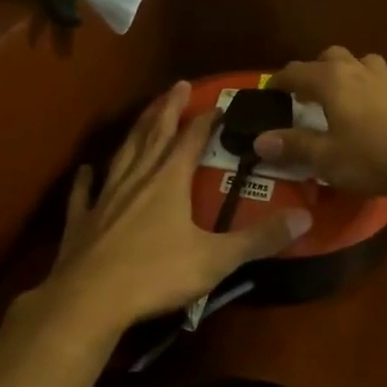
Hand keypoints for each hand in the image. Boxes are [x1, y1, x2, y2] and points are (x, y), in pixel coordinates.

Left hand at [39, 80, 311, 334]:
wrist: (89, 300)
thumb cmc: (156, 275)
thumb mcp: (216, 259)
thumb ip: (259, 239)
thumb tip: (305, 218)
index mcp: (169, 182)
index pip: (191, 140)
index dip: (206, 120)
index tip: (218, 103)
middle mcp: (137, 179)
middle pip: (154, 134)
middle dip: (167, 109)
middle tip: (177, 85)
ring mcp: (105, 198)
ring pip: (123, 154)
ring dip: (135, 131)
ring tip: (144, 115)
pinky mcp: (81, 221)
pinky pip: (84, 193)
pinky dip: (86, 179)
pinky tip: (86, 170)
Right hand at [255, 47, 386, 197]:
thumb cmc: (374, 157)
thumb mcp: (326, 158)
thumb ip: (293, 146)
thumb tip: (259, 141)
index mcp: (332, 81)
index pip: (295, 71)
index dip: (278, 82)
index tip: (268, 94)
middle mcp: (357, 71)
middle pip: (329, 56)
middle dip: (313, 71)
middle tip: (304, 96)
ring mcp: (386, 81)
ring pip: (359, 63)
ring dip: (344, 74)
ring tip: (339, 99)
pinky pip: (378, 81)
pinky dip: (365, 90)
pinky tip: (368, 115)